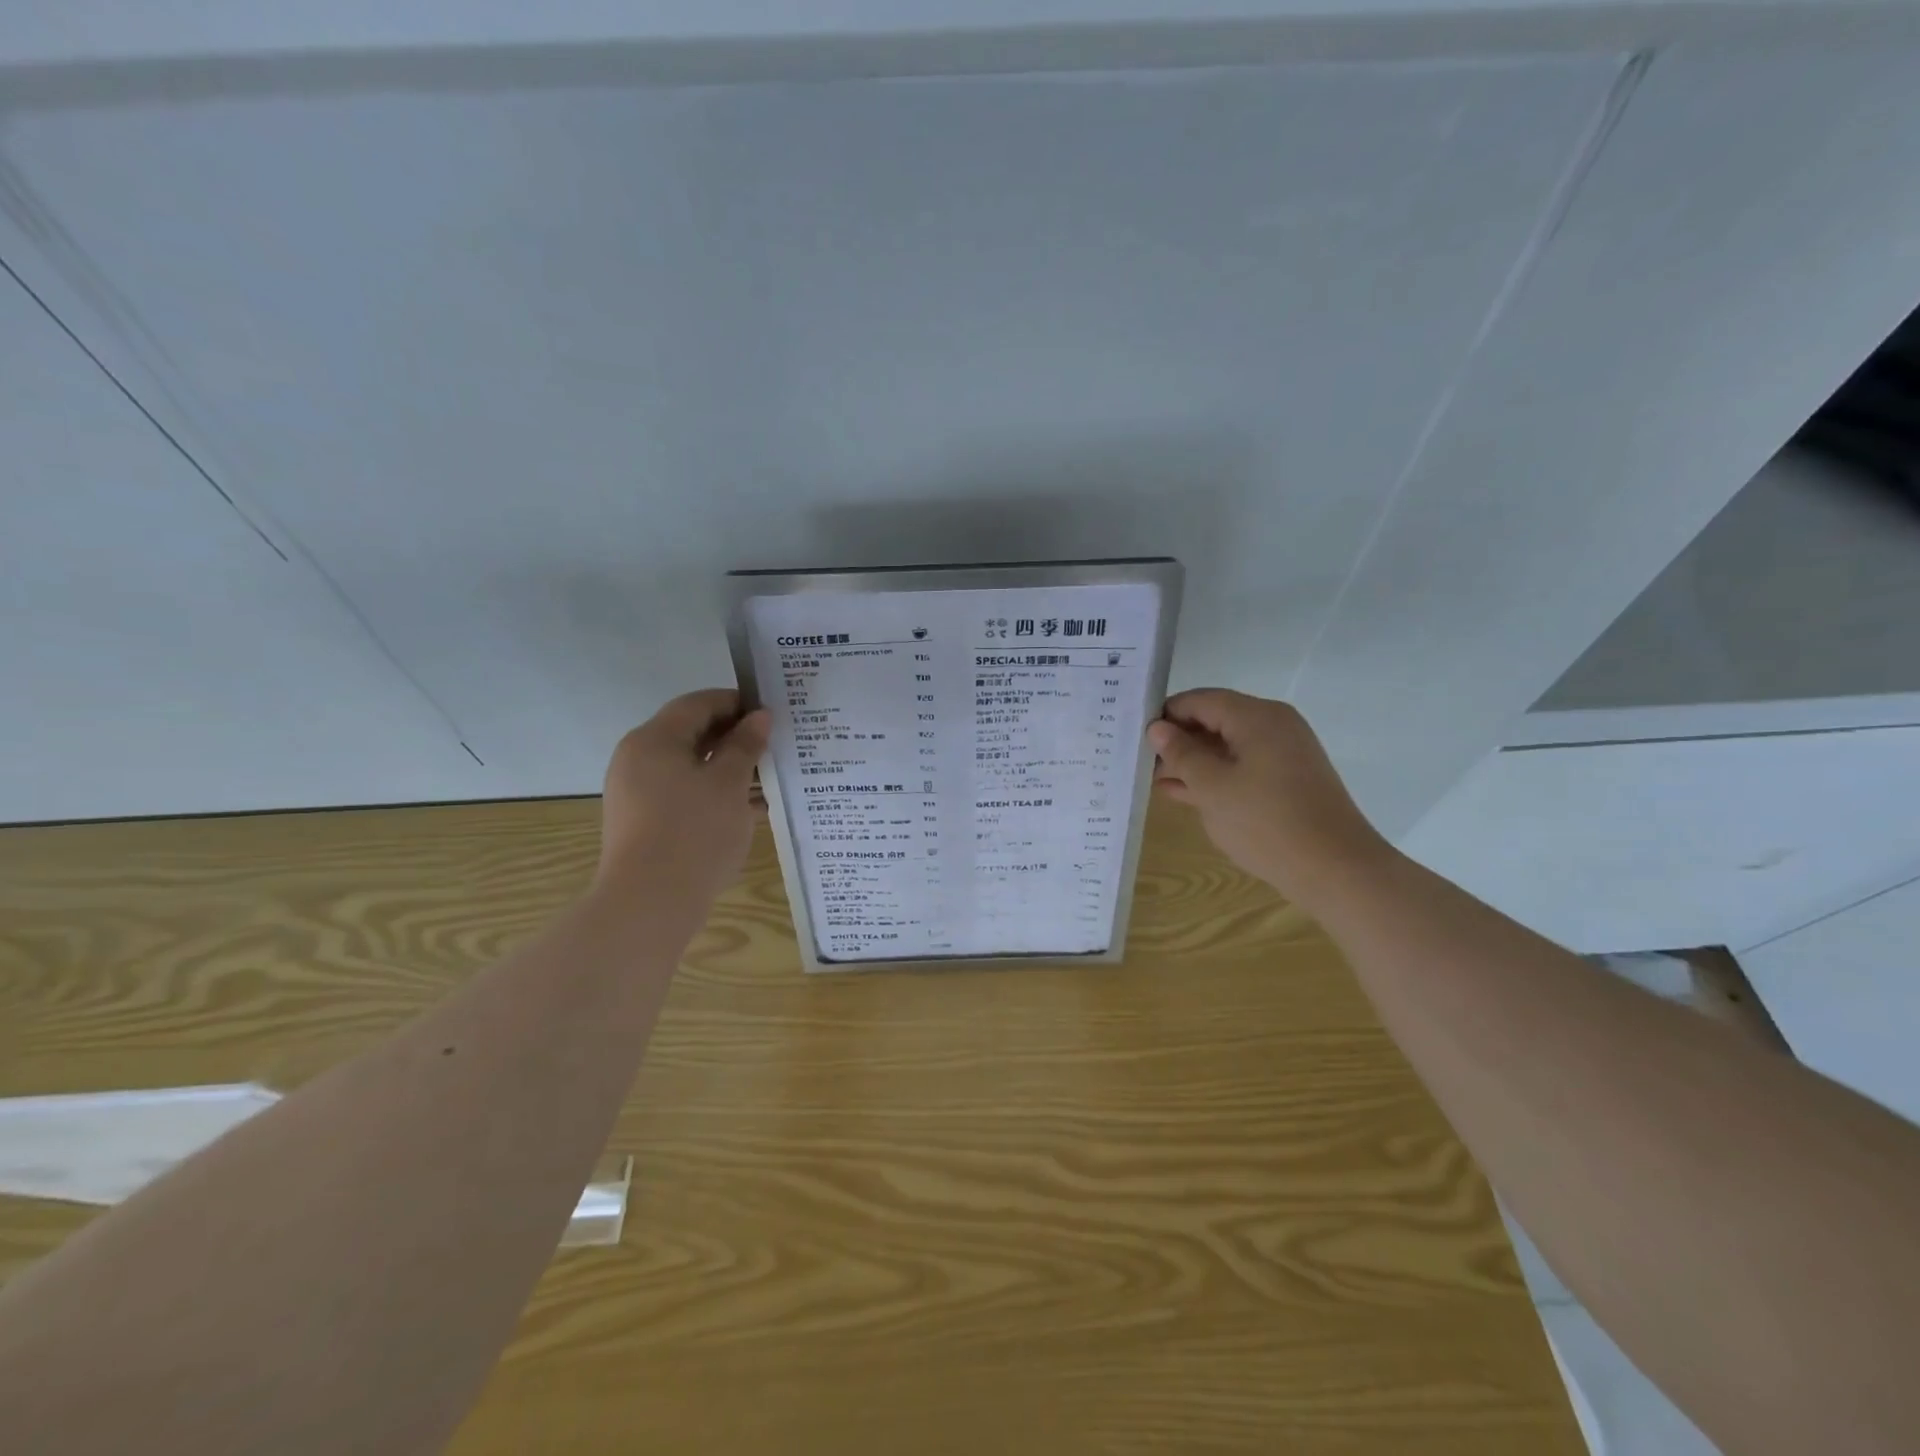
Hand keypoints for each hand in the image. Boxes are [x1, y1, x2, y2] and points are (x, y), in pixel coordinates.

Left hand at [597, 689, 770, 902]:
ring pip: (691, 767)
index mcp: (654, 740)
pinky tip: (752, 809)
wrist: (649, 905)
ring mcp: (638, 793)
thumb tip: (760, 717)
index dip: (736, 703)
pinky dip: (715, 794)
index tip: (772, 713)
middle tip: (776, 744)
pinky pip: (684, 794)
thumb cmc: (694, 833)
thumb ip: (746, 746)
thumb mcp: (729, 784)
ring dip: (729, 768)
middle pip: (691, 734)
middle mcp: (638, 759)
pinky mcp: (644, 822)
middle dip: (735, 737)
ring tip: (771, 777)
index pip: (698, 704)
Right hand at [1148, 689, 1393, 902]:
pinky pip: (1242, 766)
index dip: (1165, 715)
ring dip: (1193, 762)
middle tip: (1140, 762)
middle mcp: (1273, 725)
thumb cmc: (1267, 823)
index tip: (1135, 736)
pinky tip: (1183, 794)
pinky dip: (1215, 776)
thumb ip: (1181, 754)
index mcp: (1256, 717)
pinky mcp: (1288, 779)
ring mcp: (1284, 753)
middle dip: (1178, 740)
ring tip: (1154, 781)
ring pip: (1227, 746)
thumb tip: (1158, 729)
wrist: (1336, 869)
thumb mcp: (1212, 788)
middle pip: (1214, 720)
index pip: (1199, 700)